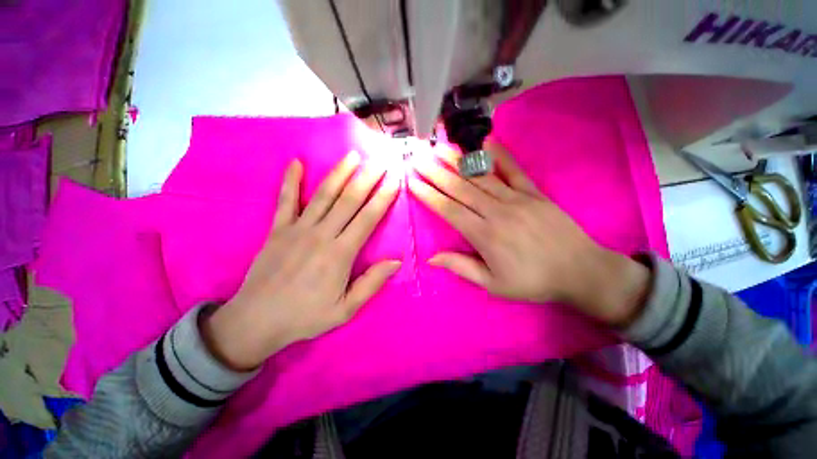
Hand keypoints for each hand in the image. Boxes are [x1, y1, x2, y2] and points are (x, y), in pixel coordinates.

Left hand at [203, 152, 401, 370]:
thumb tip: (396, 261)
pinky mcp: (278, 229)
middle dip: (367, 179)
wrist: (256, 321)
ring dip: (339, 173)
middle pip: (348, 200)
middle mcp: (321, 235)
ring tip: (352, 155)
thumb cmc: (306, 316)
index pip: (367, 219)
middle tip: (380, 161)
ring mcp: (297, 229)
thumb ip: (371, 283)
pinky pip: (285, 200)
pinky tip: (295, 162)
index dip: (383, 198)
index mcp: (340, 254)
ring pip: (323, 195)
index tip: (394, 181)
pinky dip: (290, 180)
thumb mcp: (345, 309)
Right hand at [408, 141, 649, 325]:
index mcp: (484, 235)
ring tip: (440, 148)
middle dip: (435, 172)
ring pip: (481, 176)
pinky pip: (513, 170)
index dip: (429, 195)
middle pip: (460, 188)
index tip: (413, 182)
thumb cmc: (532, 281)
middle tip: (418, 158)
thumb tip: (431, 258)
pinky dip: (499, 155)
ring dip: (458, 161)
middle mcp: (497, 212)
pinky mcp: (534, 192)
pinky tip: (485, 142)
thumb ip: (461, 267)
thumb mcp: (493, 284)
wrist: (580, 271)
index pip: (449, 210)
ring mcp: (517, 198)